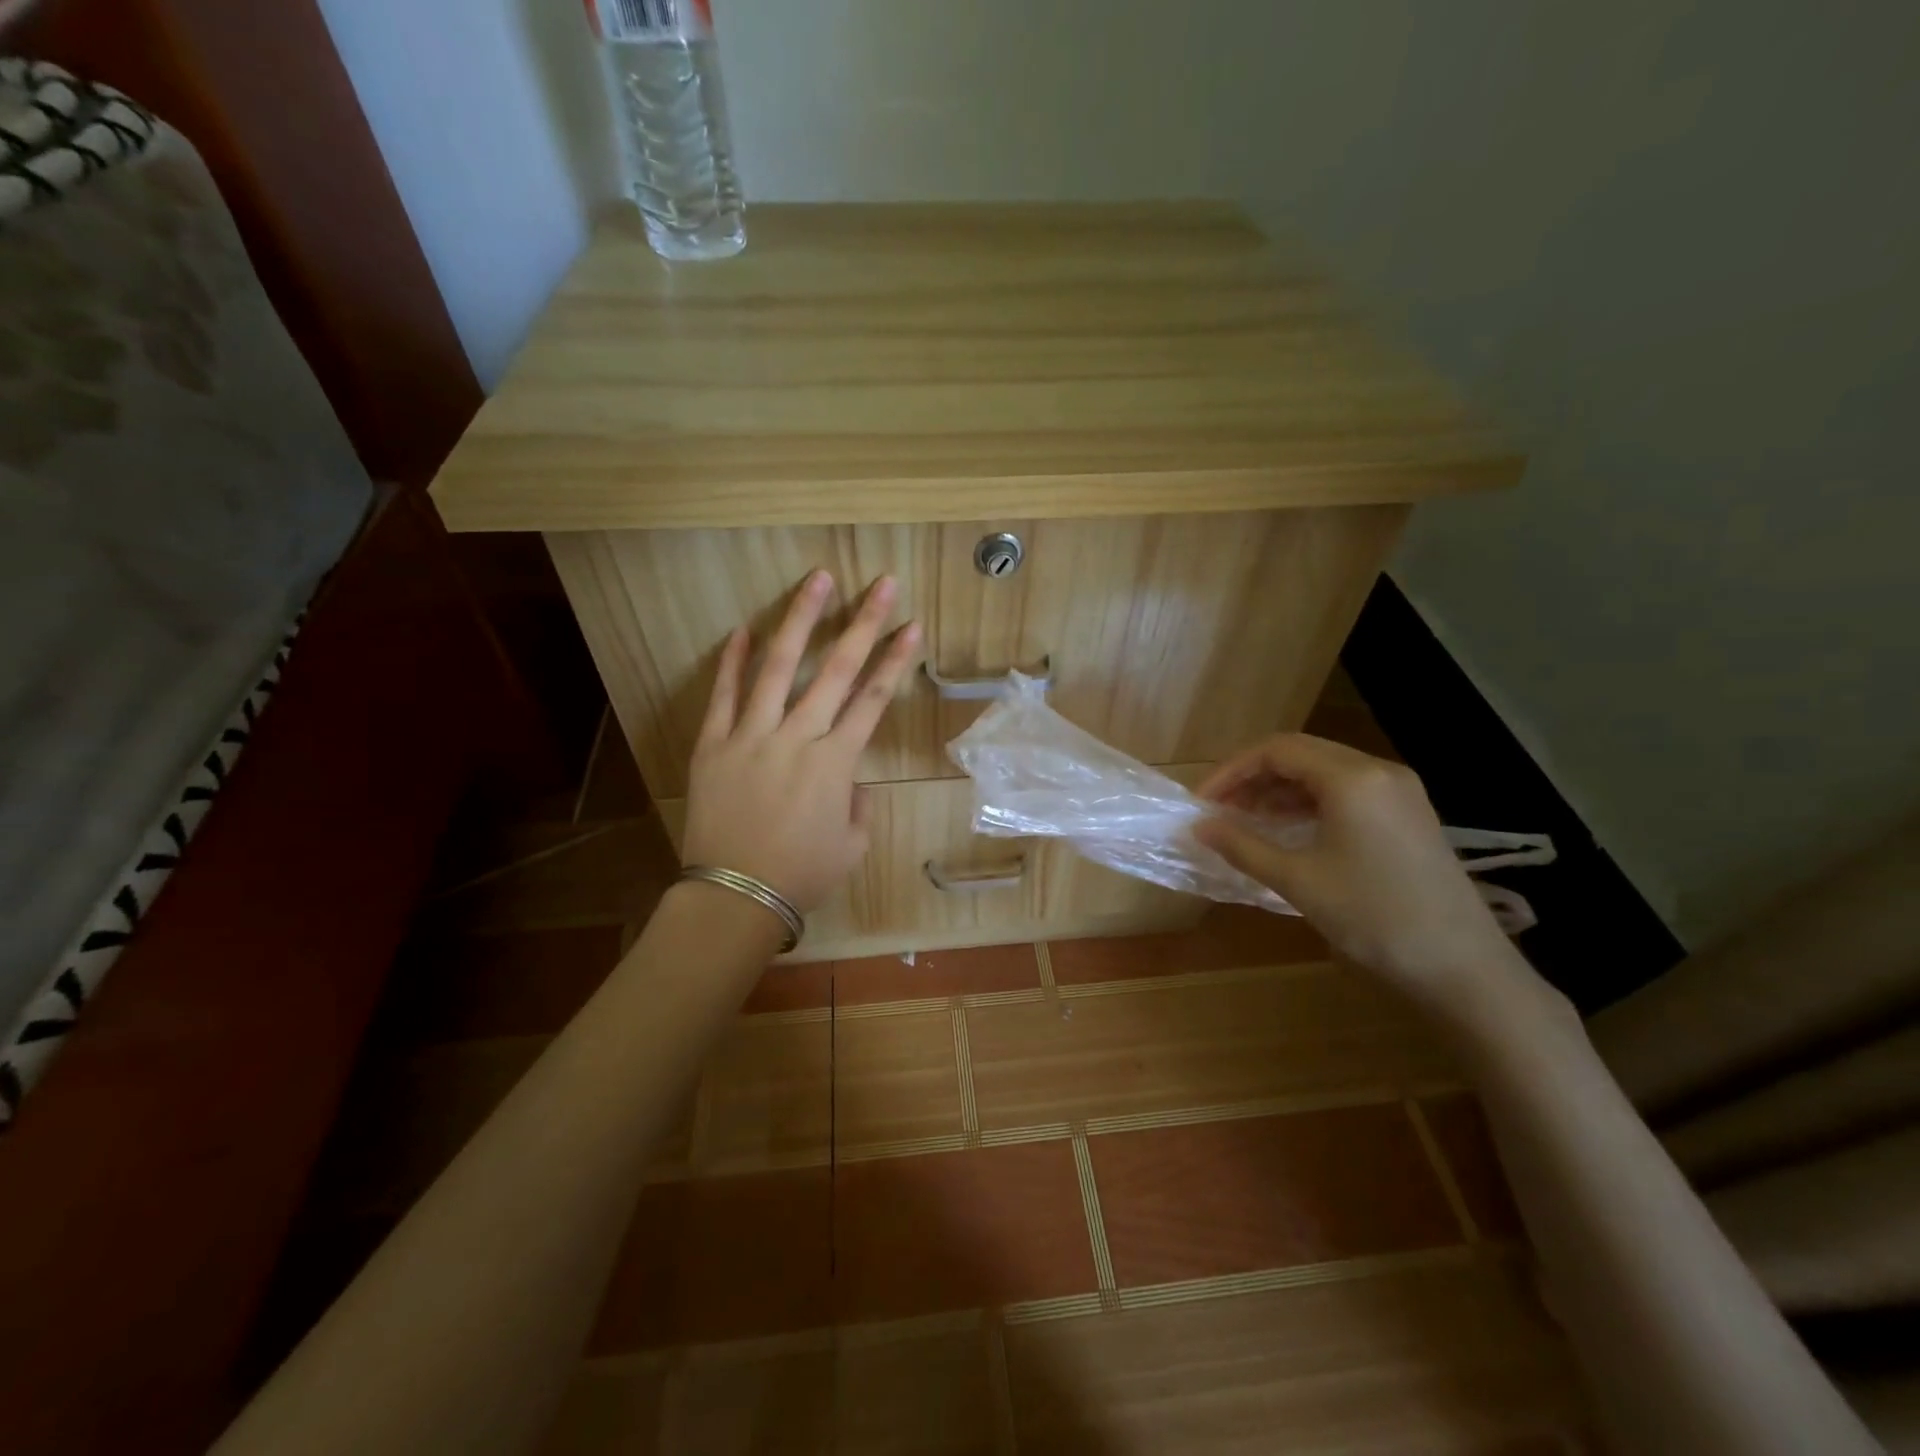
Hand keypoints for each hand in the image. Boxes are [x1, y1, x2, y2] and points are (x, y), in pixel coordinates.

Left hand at [681, 571, 920, 913]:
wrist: (734, 895)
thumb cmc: (802, 875)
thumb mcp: (853, 846)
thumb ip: (859, 804)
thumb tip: (848, 781)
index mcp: (835, 762)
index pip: (873, 699)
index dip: (895, 660)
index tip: (913, 626)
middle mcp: (797, 736)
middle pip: (836, 670)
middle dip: (863, 623)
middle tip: (881, 584)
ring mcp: (751, 735)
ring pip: (778, 666)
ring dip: (800, 620)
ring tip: (817, 581)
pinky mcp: (713, 743)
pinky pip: (723, 694)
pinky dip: (733, 660)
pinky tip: (743, 628)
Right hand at [1194, 735, 1517, 1004]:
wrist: (1462, 968)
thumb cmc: (1373, 917)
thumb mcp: (1297, 880)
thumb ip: (1243, 846)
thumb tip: (1199, 826)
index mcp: (1352, 778)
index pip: (1277, 750)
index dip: (1232, 771)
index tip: (1203, 803)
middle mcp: (1379, 772)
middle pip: (1301, 754)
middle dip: (1253, 778)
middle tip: (1221, 811)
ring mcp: (1400, 793)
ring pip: (1324, 772)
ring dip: (1280, 791)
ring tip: (1248, 823)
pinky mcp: (1409, 815)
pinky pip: (1347, 792)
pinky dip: (1310, 804)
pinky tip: (1290, 832)